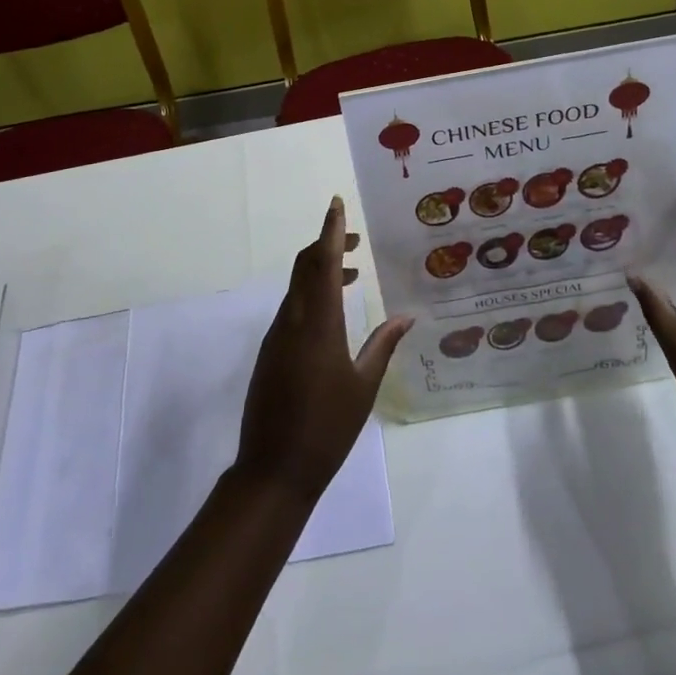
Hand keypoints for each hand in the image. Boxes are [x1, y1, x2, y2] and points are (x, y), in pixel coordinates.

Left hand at [234, 197, 413, 503]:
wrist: (273, 470)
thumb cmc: (327, 428)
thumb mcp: (364, 386)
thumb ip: (382, 345)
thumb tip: (406, 316)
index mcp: (318, 324)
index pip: (323, 263)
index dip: (331, 231)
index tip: (336, 204)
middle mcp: (292, 320)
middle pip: (305, 267)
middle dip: (327, 245)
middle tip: (355, 241)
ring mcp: (276, 336)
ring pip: (297, 287)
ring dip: (320, 272)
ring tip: (351, 276)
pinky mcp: (269, 352)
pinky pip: (291, 308)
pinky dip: (311, 296)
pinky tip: (331, 314)